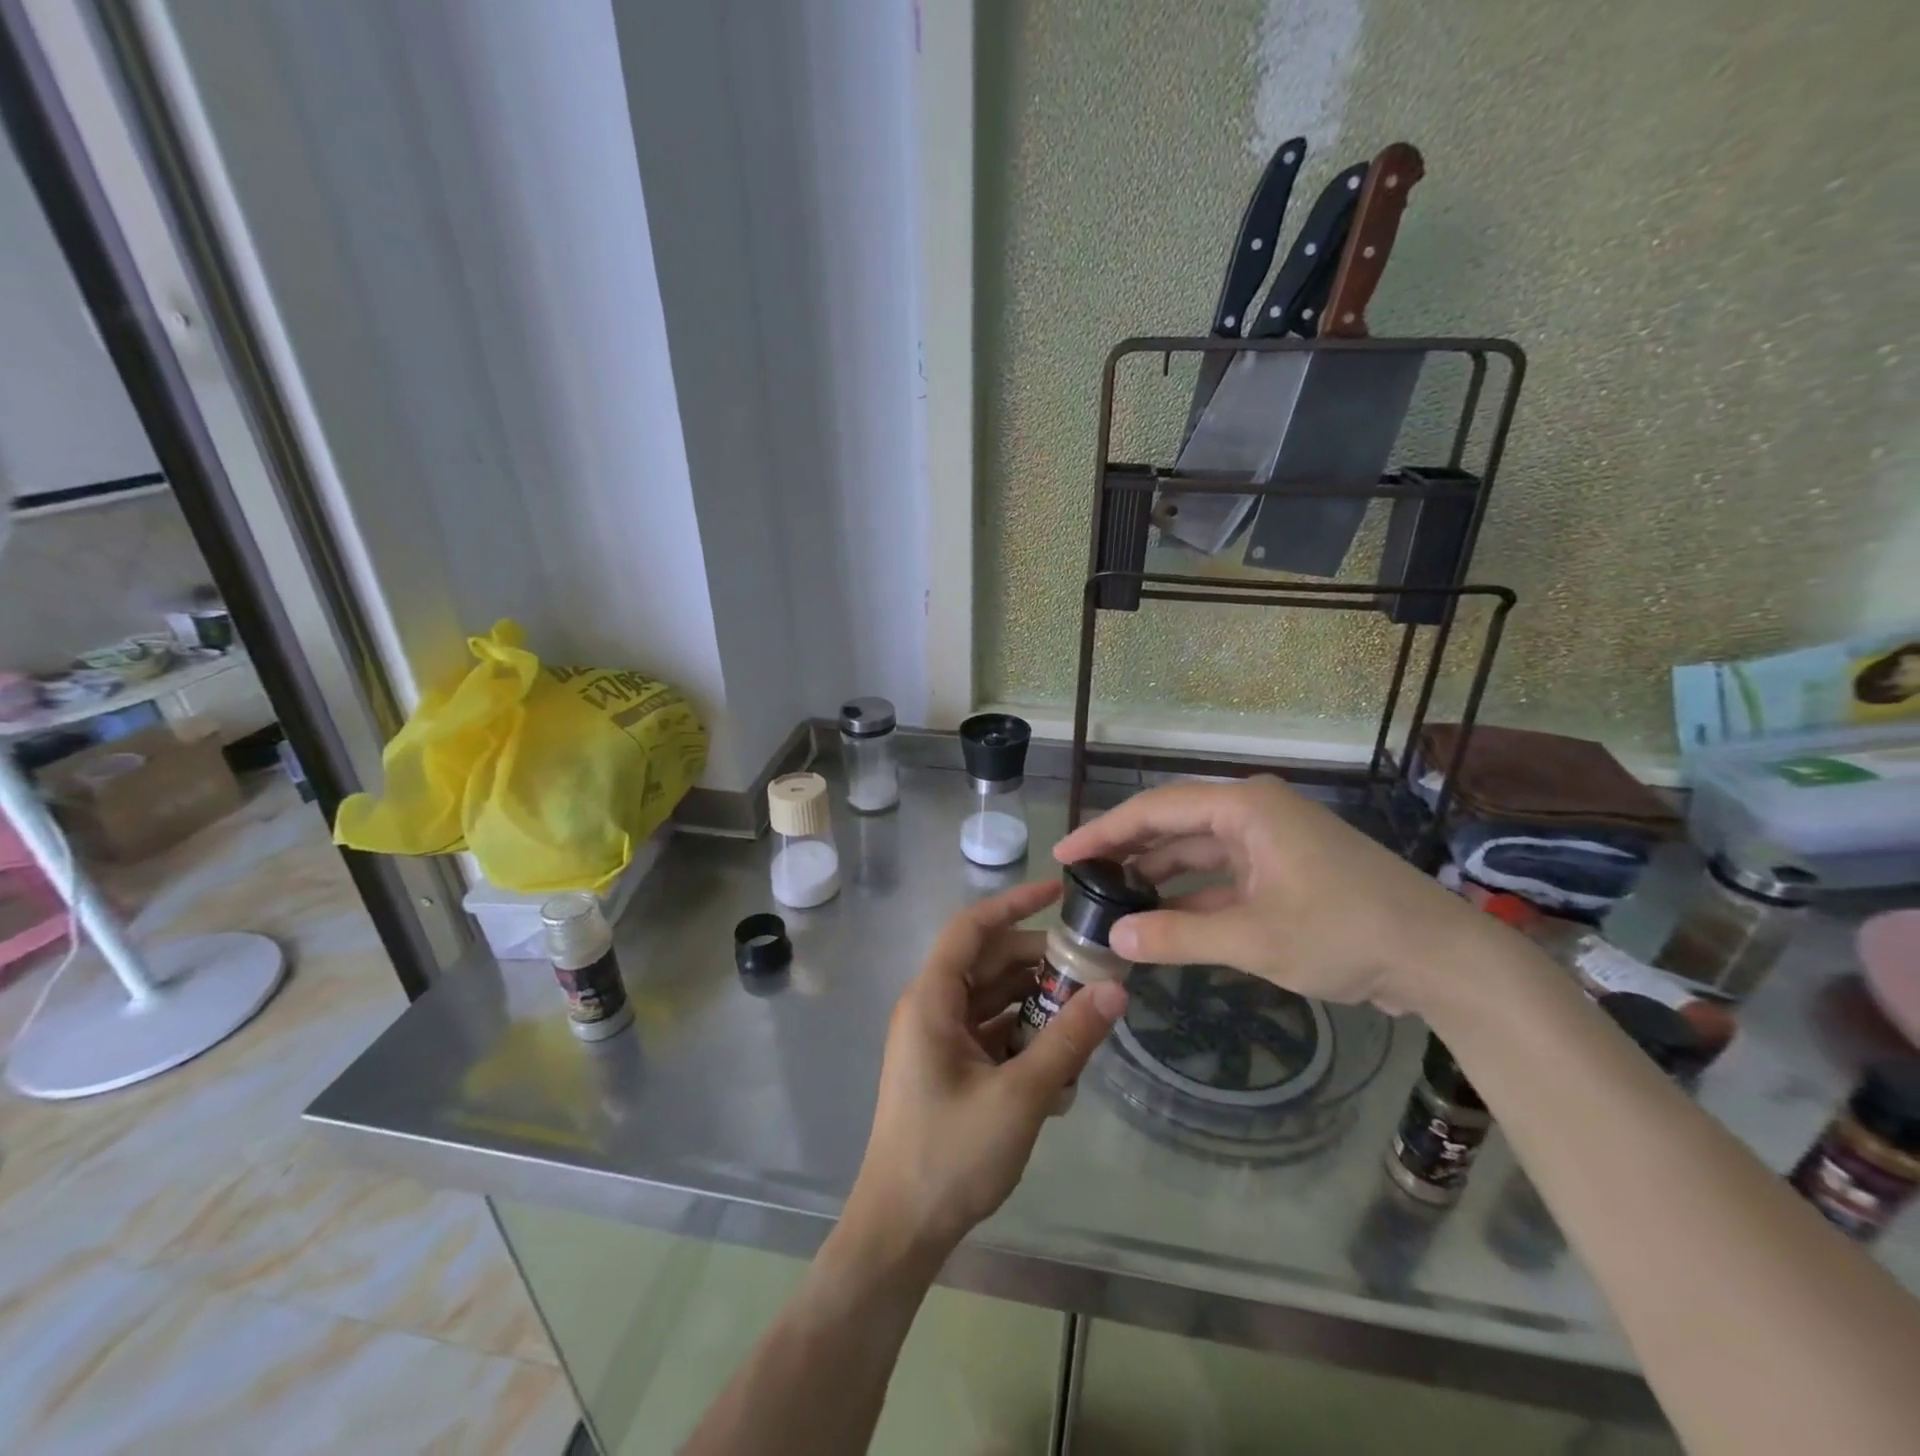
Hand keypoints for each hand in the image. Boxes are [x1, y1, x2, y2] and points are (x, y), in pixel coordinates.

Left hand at [845, 880, 1127, 1258]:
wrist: (901, 1231)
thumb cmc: (950, 1155)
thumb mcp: (1020, 1095)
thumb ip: (1069, 1040)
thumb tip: (1116, 992)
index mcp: (932, 999)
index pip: (972, 928)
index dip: (1014, 904)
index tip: (1058, 891)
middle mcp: (931, 1009)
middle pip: (988, 964)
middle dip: (1038, 962)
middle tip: (1092, 968)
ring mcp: (938, 1040)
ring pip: (993, 1000)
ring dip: (1036, 1003)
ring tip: (1086, 1013)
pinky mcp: (949, 1068)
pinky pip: (990, 1033)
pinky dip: (1023, 1037)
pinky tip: (1062, 1062)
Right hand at [1052, 776, 1490, 1016]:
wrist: (1443, 960)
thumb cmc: (1346, 933)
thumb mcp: (1254, 938)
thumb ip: (1177, 936)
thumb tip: (1114, 937)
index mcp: (1246, 808)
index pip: (1156, 809)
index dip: (1105, 831)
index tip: (1065, 853)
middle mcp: (1254, 814)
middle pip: (1174, 825)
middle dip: (1127, 850)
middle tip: (1081, 875)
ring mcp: (1272, 843)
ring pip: (1197, 853)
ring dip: (1158, 875)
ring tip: (1112, 898)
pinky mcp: (1285, 872)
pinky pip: (1223, 877)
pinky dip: (1192, 897)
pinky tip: (1162, 918)